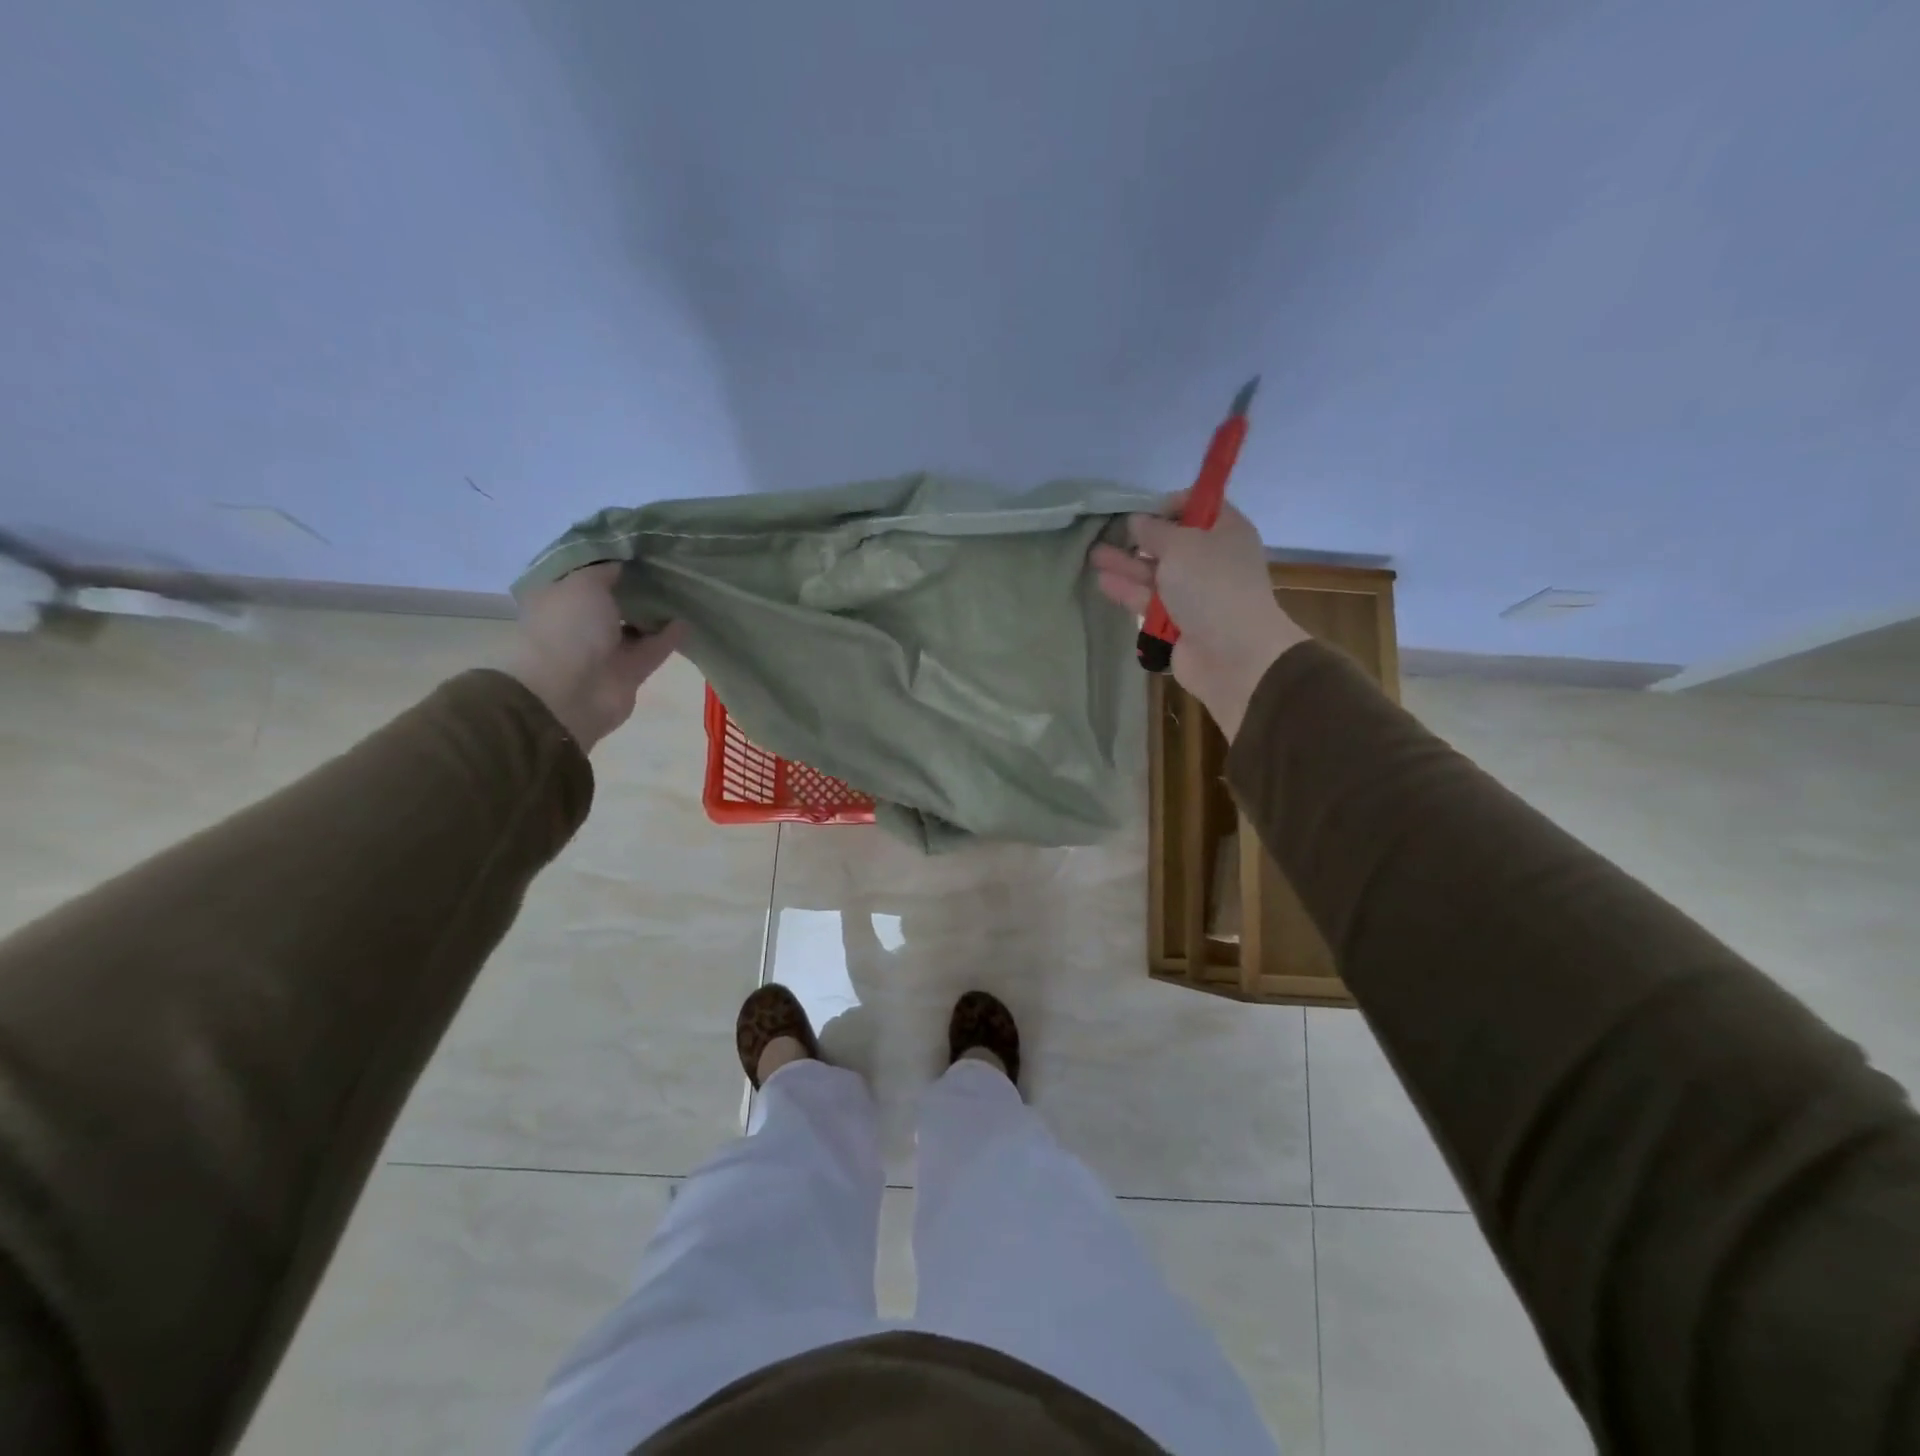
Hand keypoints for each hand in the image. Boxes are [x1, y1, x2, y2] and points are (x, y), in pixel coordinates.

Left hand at [502, 563, 683, 751]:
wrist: (570, 692)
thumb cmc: (568, 628)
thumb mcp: (583, 582)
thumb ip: (606, 568)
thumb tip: (623, 560)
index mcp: (557, 596)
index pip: (582, 570)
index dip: (606, 556)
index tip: (635, 542)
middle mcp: (578, 621)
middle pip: (612, 597)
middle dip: (635, 583)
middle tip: (665, 562)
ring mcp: (604, 648)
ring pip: (635, 623)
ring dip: (655, 610)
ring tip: (683, 587)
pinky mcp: (629, 671)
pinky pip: (653, 648)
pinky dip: (669, 635)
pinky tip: (688, 618)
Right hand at [1090, 498, 1308, 737]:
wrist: (1232, 654)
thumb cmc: (1212, 586)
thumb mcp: (1182, 545)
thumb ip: (1155, 531)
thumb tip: (1137, 521)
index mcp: (1226, 532)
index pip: (1200, 507)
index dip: (1169, 505)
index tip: (1141, 509)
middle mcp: (1212, 559)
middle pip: (1171, 542)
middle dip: (1139, 537)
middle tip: (1106, 531)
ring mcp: (1194, 593)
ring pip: (1155, 573)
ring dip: (1126, 563)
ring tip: (1093, 555)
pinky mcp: (1177, 622)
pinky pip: (1149, 601)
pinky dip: (1128, 590)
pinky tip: (1103, 581)